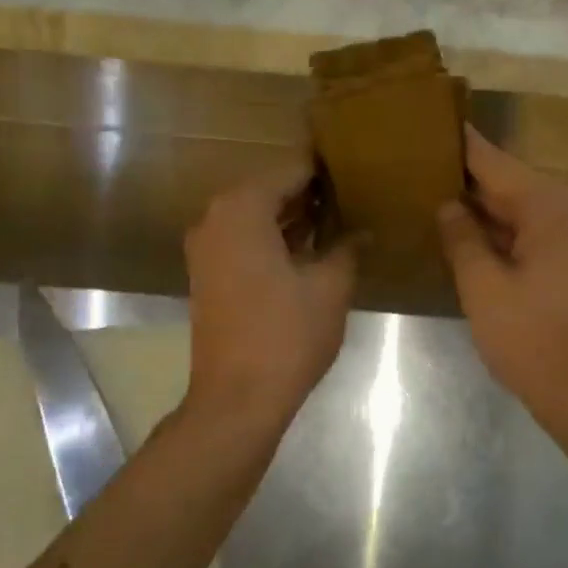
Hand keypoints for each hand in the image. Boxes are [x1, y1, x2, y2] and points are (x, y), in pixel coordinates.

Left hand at [184, 161, 356, 424]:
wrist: (238, 397)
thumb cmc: (287, 334)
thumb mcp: (330, 287)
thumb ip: (347, 248)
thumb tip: (363, 232)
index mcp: (242, 209)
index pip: (291, 172)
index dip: (325, 172)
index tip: (355, 170)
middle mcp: (214, 218)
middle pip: (268, 191)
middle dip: (309, 196)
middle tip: (351, 197)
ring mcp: (205, 249)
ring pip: (255, 218)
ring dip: (291, 220)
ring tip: (337, 222)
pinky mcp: (206, 275)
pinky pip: (243, 242)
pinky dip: (272, 240)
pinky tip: (308, 252)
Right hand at [437, 127, 567, 417]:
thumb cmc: (530, 337)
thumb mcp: (483, 286)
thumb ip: (462, 238)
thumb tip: (448, 206)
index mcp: (549, 208)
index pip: (495, 162)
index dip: (460, 145)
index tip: (427, 125)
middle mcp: (567, 214)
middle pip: (509, 184)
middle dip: (466, 177)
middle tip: (417, 164)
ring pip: (517, 211)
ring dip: (480, 208)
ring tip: (429, 193)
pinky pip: (526, 235)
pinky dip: (497, 233)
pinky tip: (462, 235)